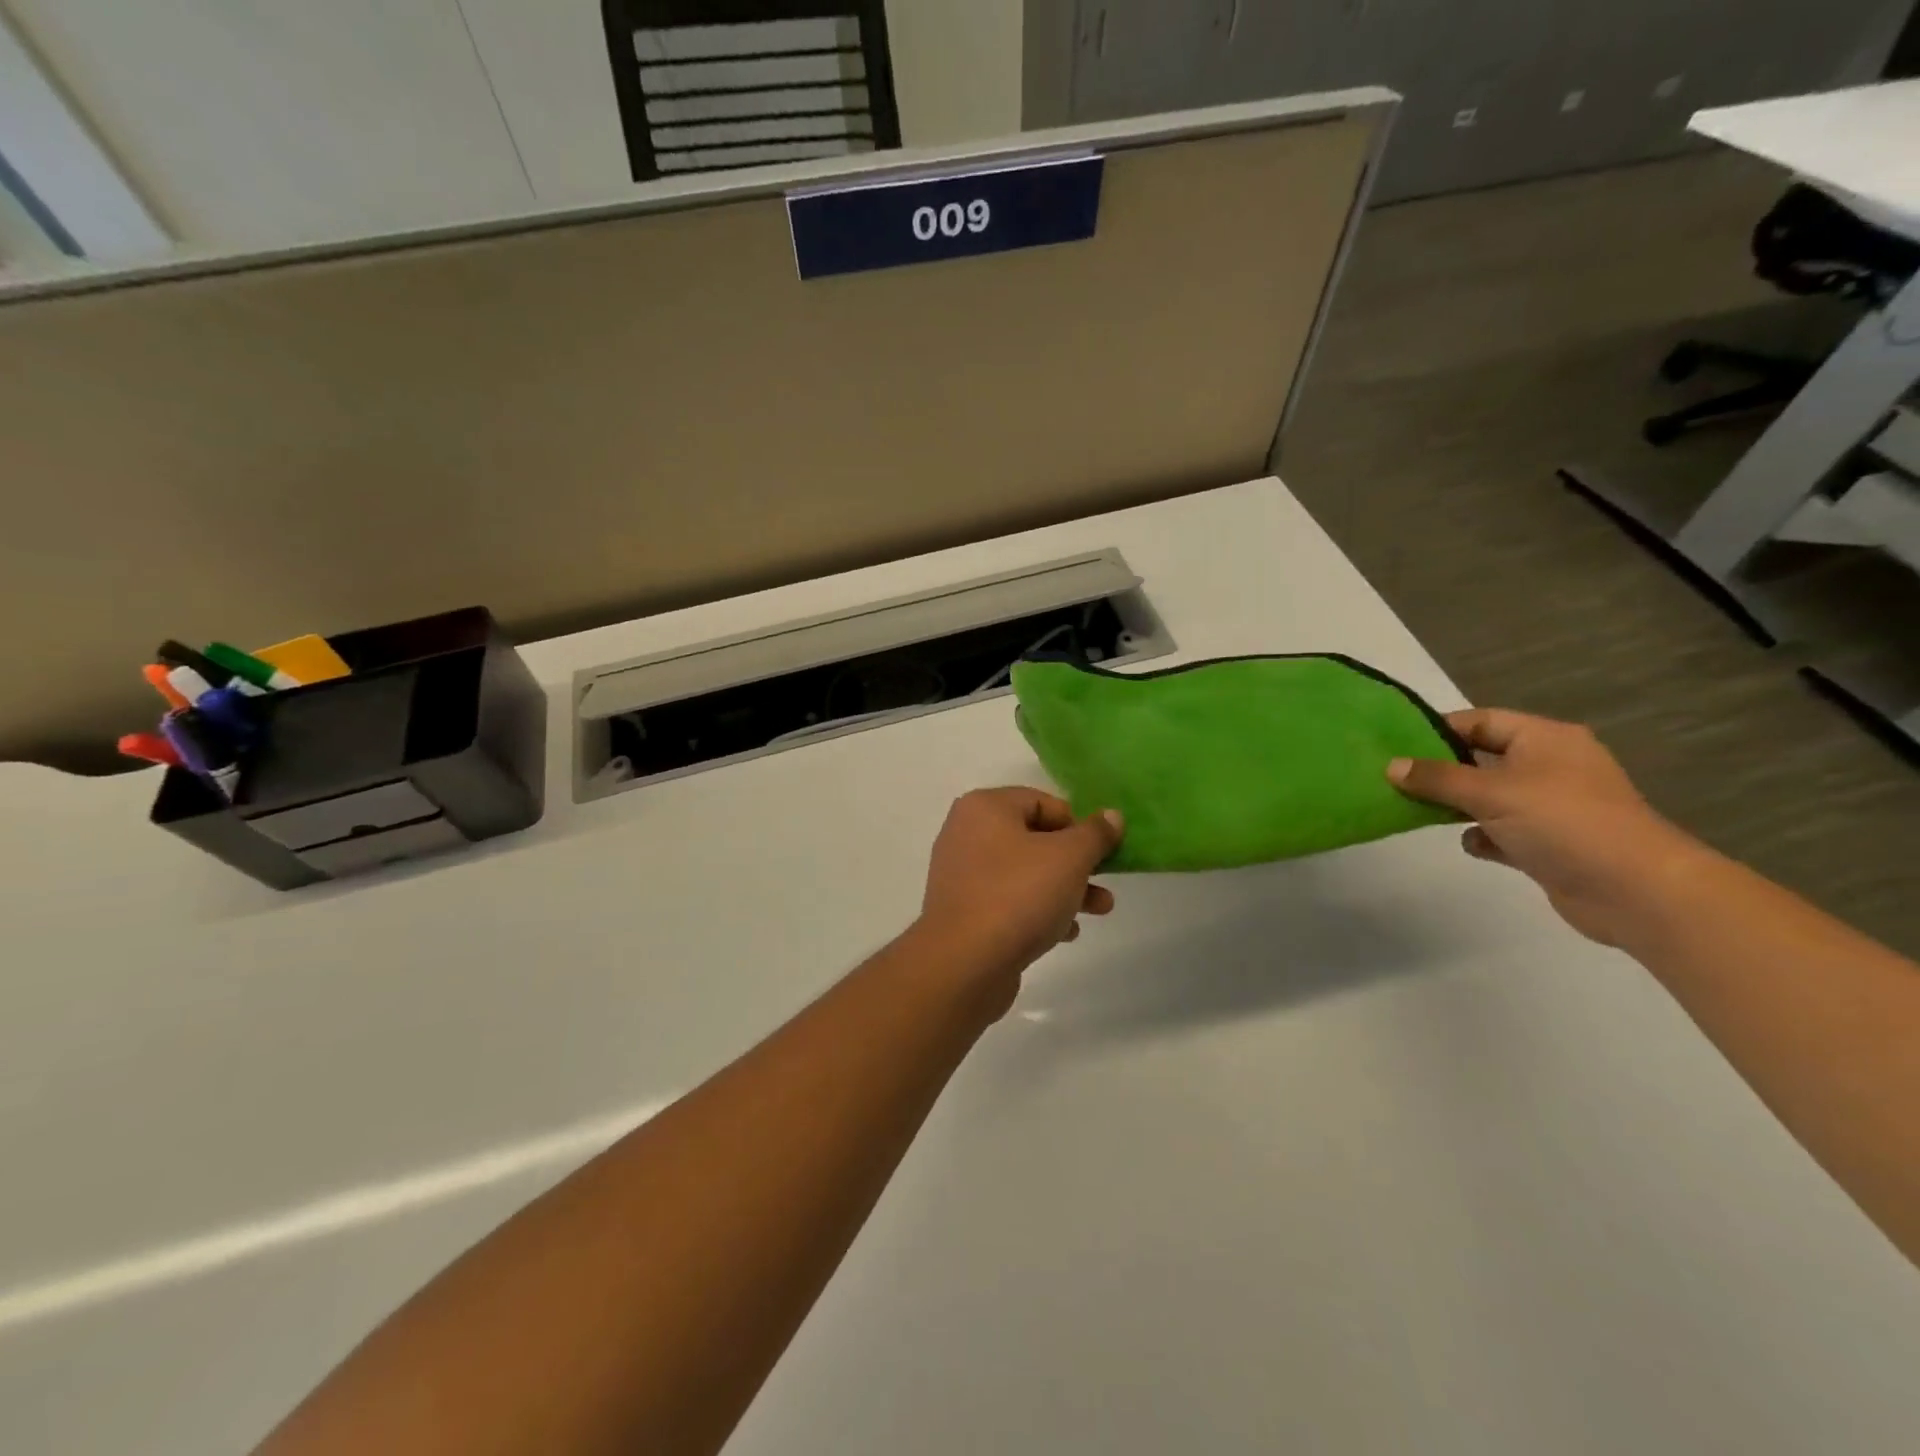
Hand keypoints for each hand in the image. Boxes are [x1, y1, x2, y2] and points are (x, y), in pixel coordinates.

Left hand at [917, 789, 1123, 996]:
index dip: (1077, 823)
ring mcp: (962, 875)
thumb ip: (1095, 834)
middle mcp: (967, 834)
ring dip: (1065, 888)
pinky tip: (1065, 933)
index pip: (1041, 802)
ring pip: (1024, 873)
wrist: (965, 963)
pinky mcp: (964, 912)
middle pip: (1034, 838)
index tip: (1101, 850)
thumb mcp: (1070, 857)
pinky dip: (1038, 911)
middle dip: (1076, 862)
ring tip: (1100, 910)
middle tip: (1106, 881)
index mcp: (985, 808)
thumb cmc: (1019, 895)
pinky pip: (1009, 901)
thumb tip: (1111, 816)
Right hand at [1388, 709, 1701, 945]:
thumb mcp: (1491, 792)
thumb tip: (1391, 765)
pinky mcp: (1549, 843)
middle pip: (1481, 759)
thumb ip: (1437, 778)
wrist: (1636, 891)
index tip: (1395, 743)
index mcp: (1545, 739)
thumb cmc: (1563, 823)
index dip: (1438, 729)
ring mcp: (1551, 807)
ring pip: (1488, 797)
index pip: (1481, 721)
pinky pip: (1502, 831)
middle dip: (1440, 771)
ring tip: (1415, 811)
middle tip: (1395, 779)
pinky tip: (1472, 845)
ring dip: (1457, 806)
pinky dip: (1483, 836)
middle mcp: (1549, 767)